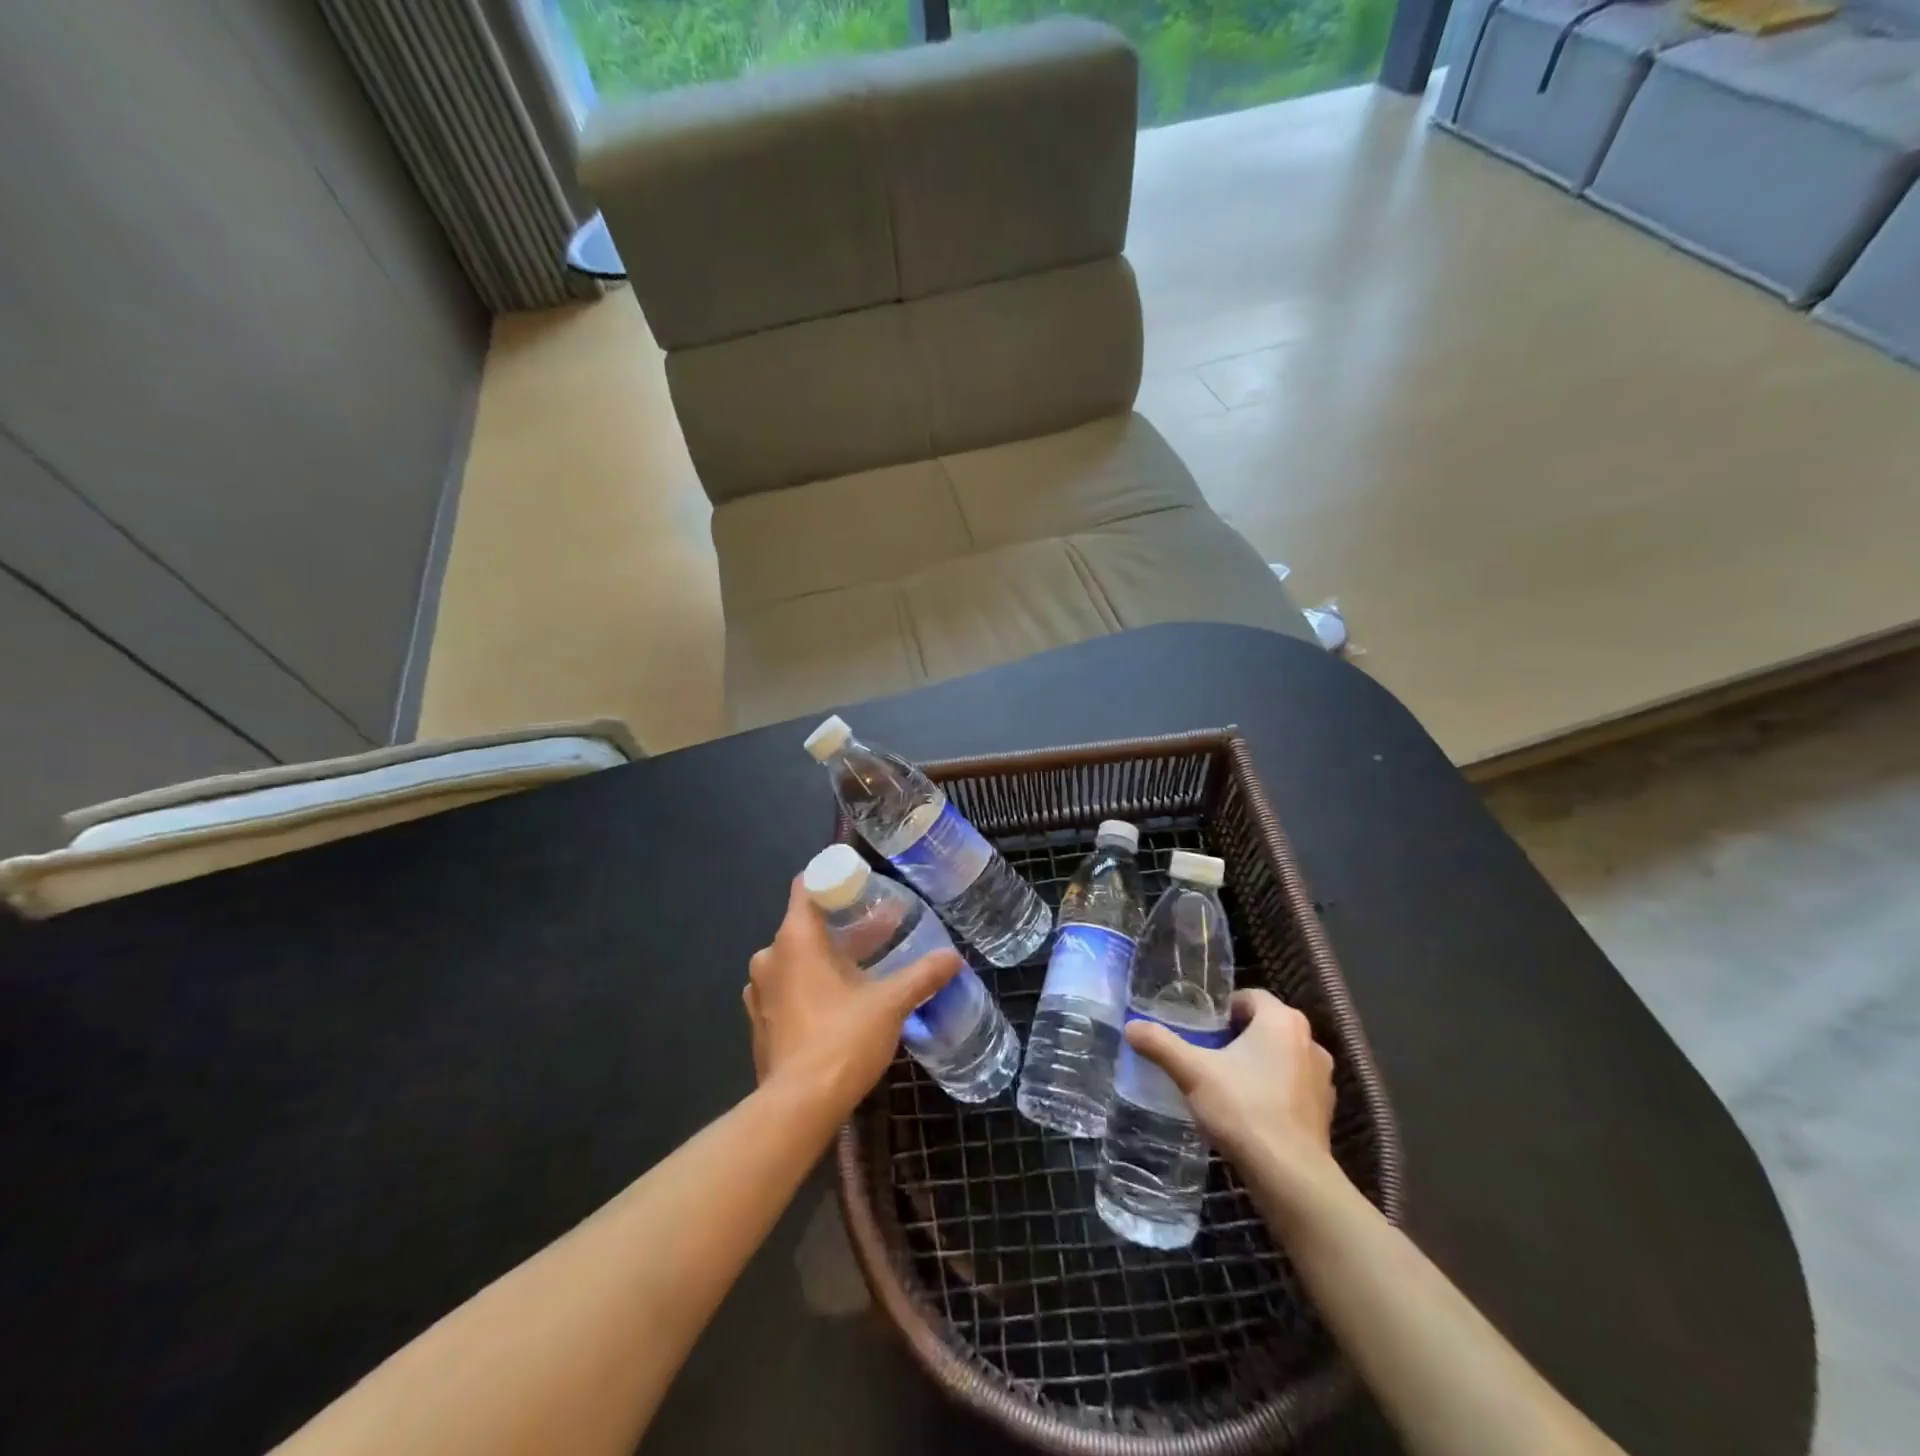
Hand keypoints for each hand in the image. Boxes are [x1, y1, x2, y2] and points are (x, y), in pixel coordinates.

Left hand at [743, 877, 963, 1115]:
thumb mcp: (890, 1004)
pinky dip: (811, 986)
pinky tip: (840, 1002)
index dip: (834, 879)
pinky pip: (787, 988)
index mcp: (795, 938)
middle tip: (879, 930)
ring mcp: (760, 991)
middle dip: (842, 925)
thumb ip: (922, 976)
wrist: (798, 1108)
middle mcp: (770, 956)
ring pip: (796, 958)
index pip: (807, 885)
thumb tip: (954, 957)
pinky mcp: (760, 1022)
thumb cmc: (842, 1040)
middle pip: (806, 924)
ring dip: (826, 958)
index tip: (864, 886)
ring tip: (864, 967)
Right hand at [1125, 988, 1340, 1194]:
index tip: (1202, 1029)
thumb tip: (1130, 1027)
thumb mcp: (1192, 1072)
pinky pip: (1293, 1087)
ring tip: (1227, 1083)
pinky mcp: (1325, 1111)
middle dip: (1238, 1036)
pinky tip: (1250, 1111)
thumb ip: (1161, 1044)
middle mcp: (1310, 1041)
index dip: (1223, 1009)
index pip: (1249, 997)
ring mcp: (1322, 1078)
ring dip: (1258, 1063)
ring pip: (1281, 1057)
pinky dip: (1274, 1091)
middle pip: (1266, 1026)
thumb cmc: (1243, 1109)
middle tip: (1207, 1053)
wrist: (1290, 1176)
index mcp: (1282, 1021)